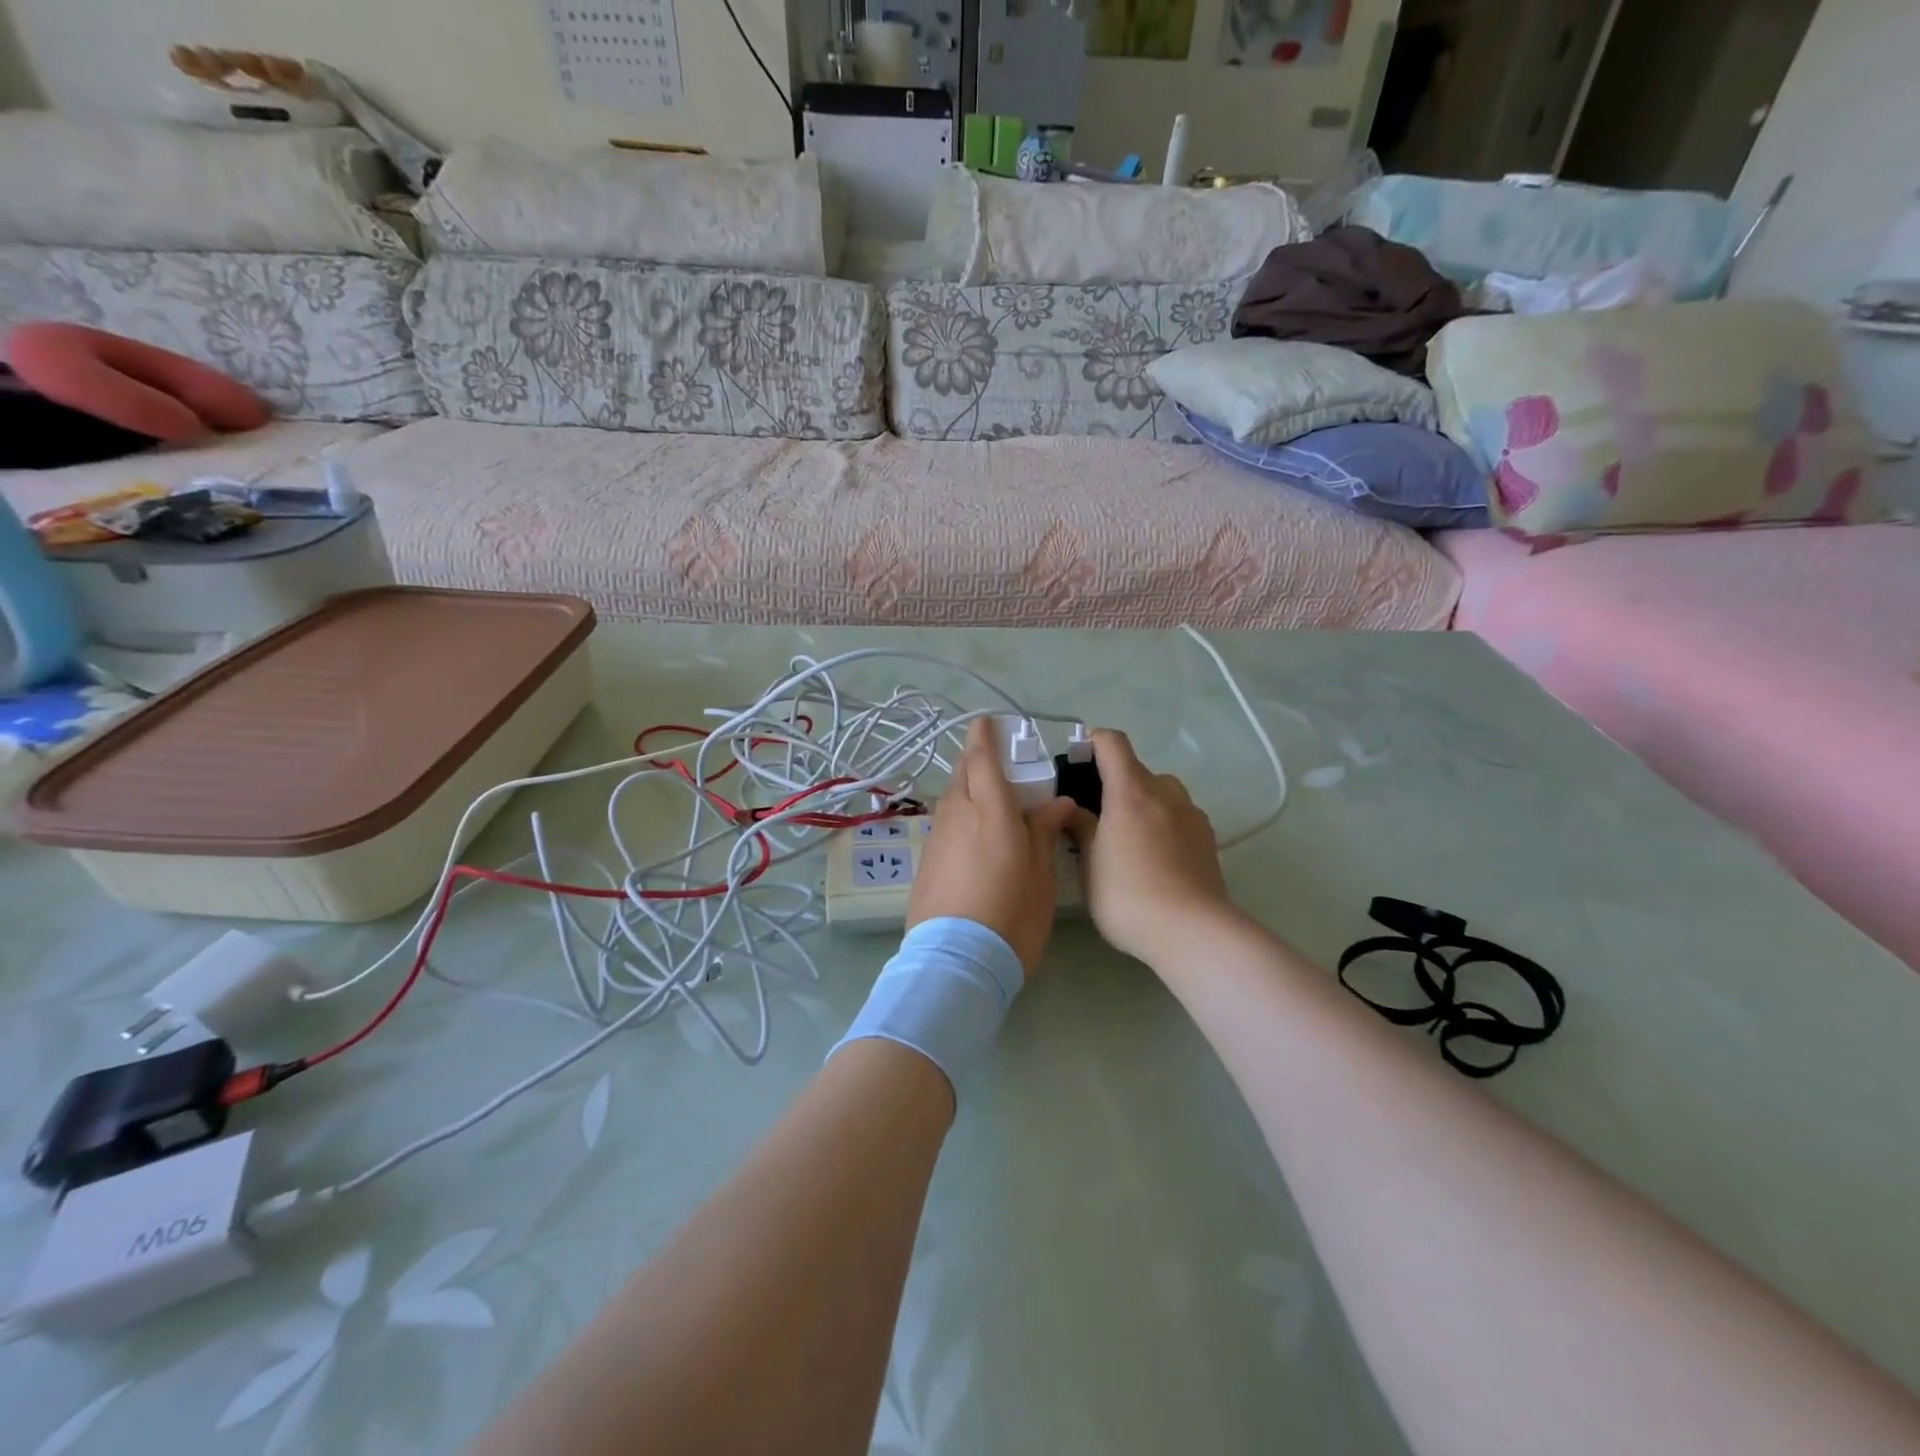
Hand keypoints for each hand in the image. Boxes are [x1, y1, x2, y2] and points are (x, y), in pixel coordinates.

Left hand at [907, 718, 1076, 975]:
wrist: (956, 961)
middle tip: (995, 761)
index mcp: (991, 811)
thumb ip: (1044, 832)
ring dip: (966, 787)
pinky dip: (958, 815)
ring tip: (987, 797)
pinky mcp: (926, 862)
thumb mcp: (1041, 876)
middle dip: (975, 759)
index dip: (984, 737)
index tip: (986, 721)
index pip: (982, 760)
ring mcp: (937, 838)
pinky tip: (972, 833)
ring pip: (950, 798)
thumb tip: (1056, 803)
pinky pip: (944, 823)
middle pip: (962, 774)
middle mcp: (958, 815)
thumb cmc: (1012, 916)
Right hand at [1071, 729, 1235, 967]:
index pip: (1112, 743)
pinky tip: (1153, 860)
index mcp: (1131, 791)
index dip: (1092, 743)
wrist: (1192, 931)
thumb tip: (1073, 808)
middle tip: (1095, 816)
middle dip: (1114, 784)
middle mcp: (1165, 792)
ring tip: (1126, 840)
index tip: (1075, 761)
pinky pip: (1178, 818)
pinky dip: (1162, 826)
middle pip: (1137, 770)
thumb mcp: (1089, 864)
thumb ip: (1080, 828)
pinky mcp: (1208, 840)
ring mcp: (1192, 815)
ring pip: (1161, 794)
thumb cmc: (1128, 894)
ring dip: (1142, 805)